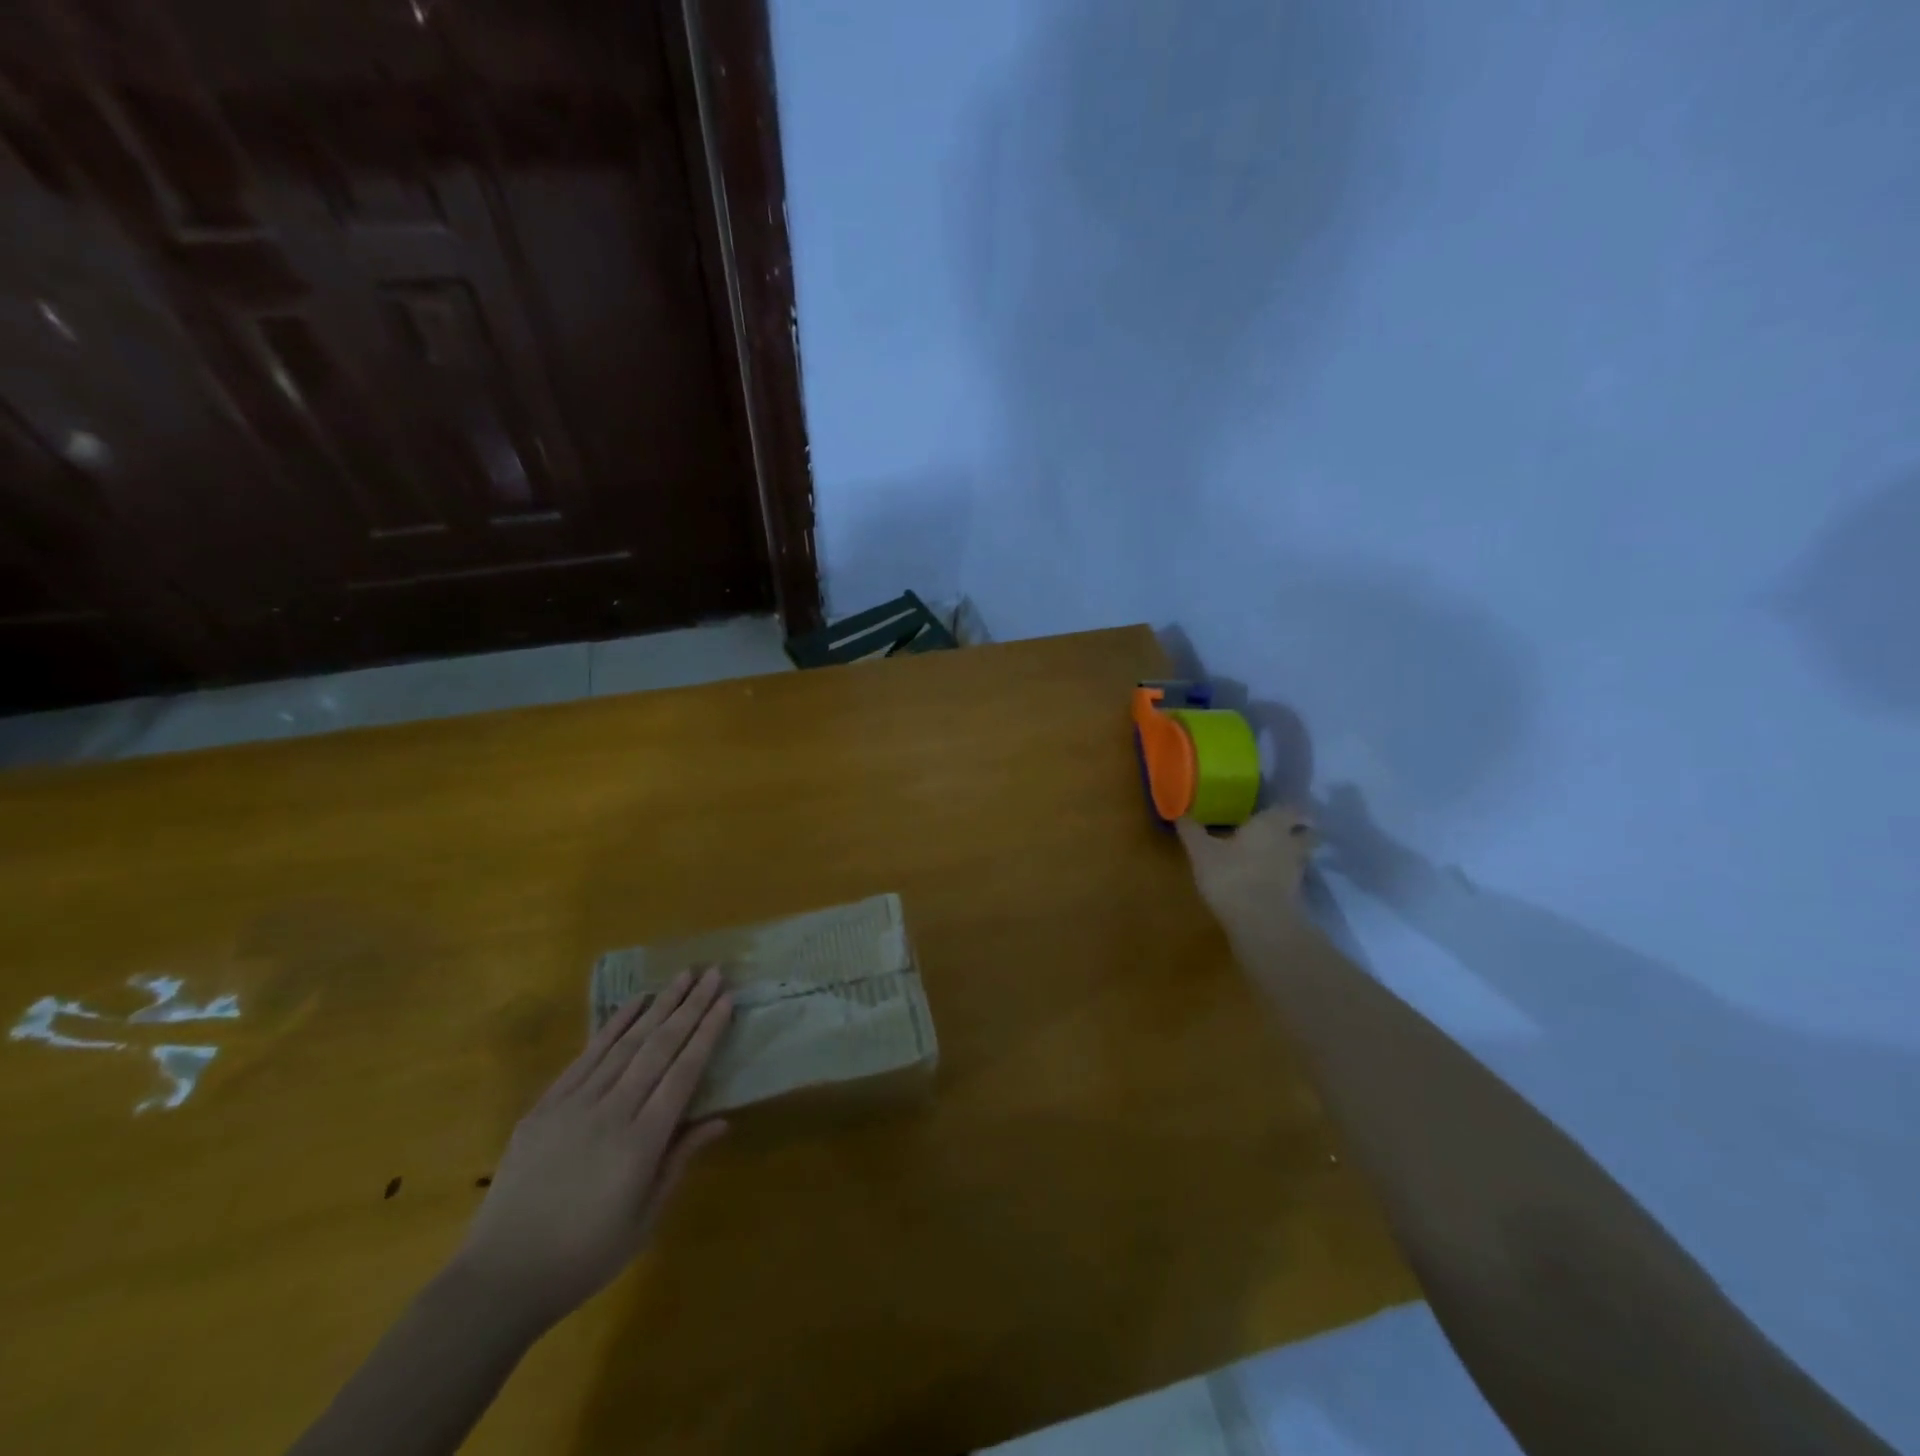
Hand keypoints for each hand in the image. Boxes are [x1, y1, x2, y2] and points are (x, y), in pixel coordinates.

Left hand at [454, 967, 732, 1333]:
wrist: (499, 1279)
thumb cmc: (584, 1257)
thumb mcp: (644, 1220)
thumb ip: (680, 1161)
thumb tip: (721, 1120)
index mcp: (641, 1143)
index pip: (683, 1073)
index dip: (707, 1034)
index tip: (726, 1001)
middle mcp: (611, 1112)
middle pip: (658, 1047)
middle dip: (690, 1007)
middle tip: (713, 973)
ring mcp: (574, 1104)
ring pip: (625, 1043)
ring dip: (658, 1005)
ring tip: (682, 976)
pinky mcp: (545, 1106)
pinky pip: (586, 1056)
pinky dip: (613, 1026)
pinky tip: (634, 1004)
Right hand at [1176, 804, 1318, 940]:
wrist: (1259, 921)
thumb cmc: (1229, 874)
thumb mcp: (1201, 852)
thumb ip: (1192, 832)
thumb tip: (1179, 814)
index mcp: (1269, 824)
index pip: (1290, 809)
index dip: (1287, 809)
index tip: (1278, 809)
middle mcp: (1289, 842)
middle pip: (1307, 833)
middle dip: (1299, 830)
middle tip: (1282, 830)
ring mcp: (1296, 870)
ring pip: (1301, 856)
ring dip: (1292, 854)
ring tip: (1273, 856)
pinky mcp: (1296, 895)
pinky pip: (1293, 878)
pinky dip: (1285, 876)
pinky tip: (1268, 880)